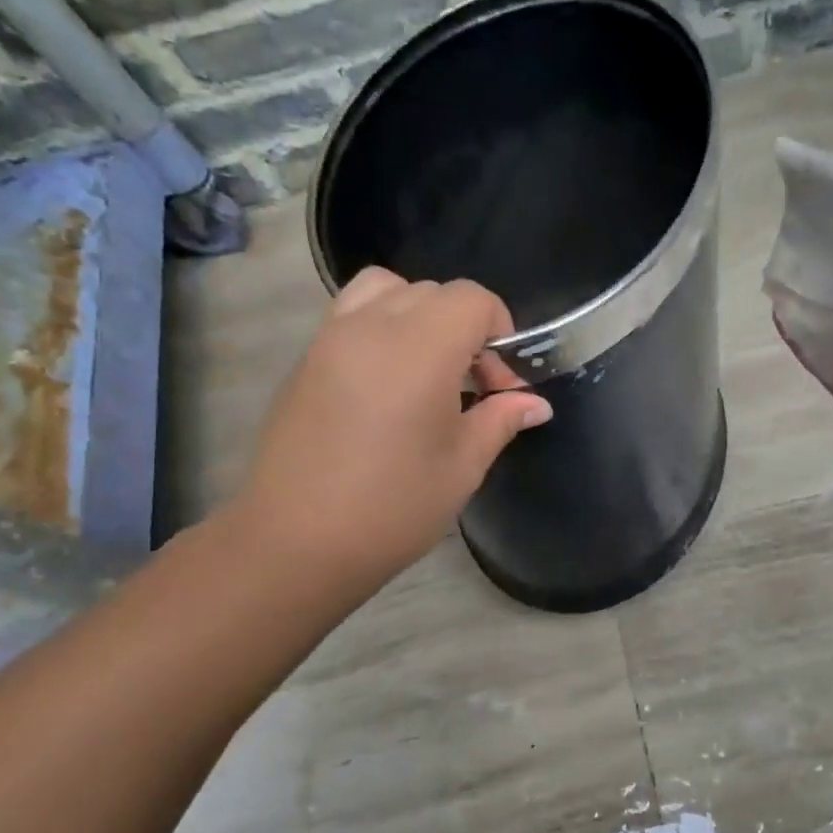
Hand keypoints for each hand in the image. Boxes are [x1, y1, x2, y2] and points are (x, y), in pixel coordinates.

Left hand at [233, 268, 551, 599]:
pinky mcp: (306, 359)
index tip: (501, 384)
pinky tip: (387, 384)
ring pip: (386, 290)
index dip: (500, 330)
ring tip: (426, 369)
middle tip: (471, 387)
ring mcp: (331, 338)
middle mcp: (372, 326)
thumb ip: (501, 420)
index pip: (473, 299)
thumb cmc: (392, 507)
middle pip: (433, 292)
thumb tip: (536, 404)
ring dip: (419, 315)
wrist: (297, 542)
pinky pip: (351, 314)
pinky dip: (380, 326)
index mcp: (420, 349)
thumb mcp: (462, 466)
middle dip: (465, 328)